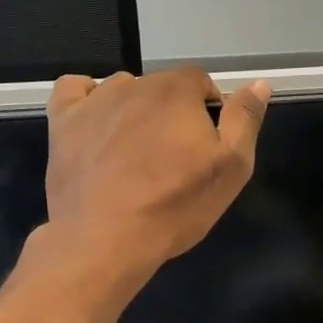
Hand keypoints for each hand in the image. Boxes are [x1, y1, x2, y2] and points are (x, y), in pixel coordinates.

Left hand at [42, 67, 270, 285]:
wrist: (104, 240)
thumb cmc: (174, 207)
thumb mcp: (230, 169)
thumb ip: (245, 121)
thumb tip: (259, 84)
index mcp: (177, 90)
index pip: (200, 83)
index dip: (206, 112)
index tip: (202, 147)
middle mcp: (135, 84)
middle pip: (160, 88)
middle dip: (170, 114)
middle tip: (169, 160)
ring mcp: (94, 101)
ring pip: (121, 91)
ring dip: (132, 111)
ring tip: (131, 154)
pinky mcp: (62, 121)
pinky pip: (73, 90)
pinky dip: (85, 100)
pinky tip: (93, 123)